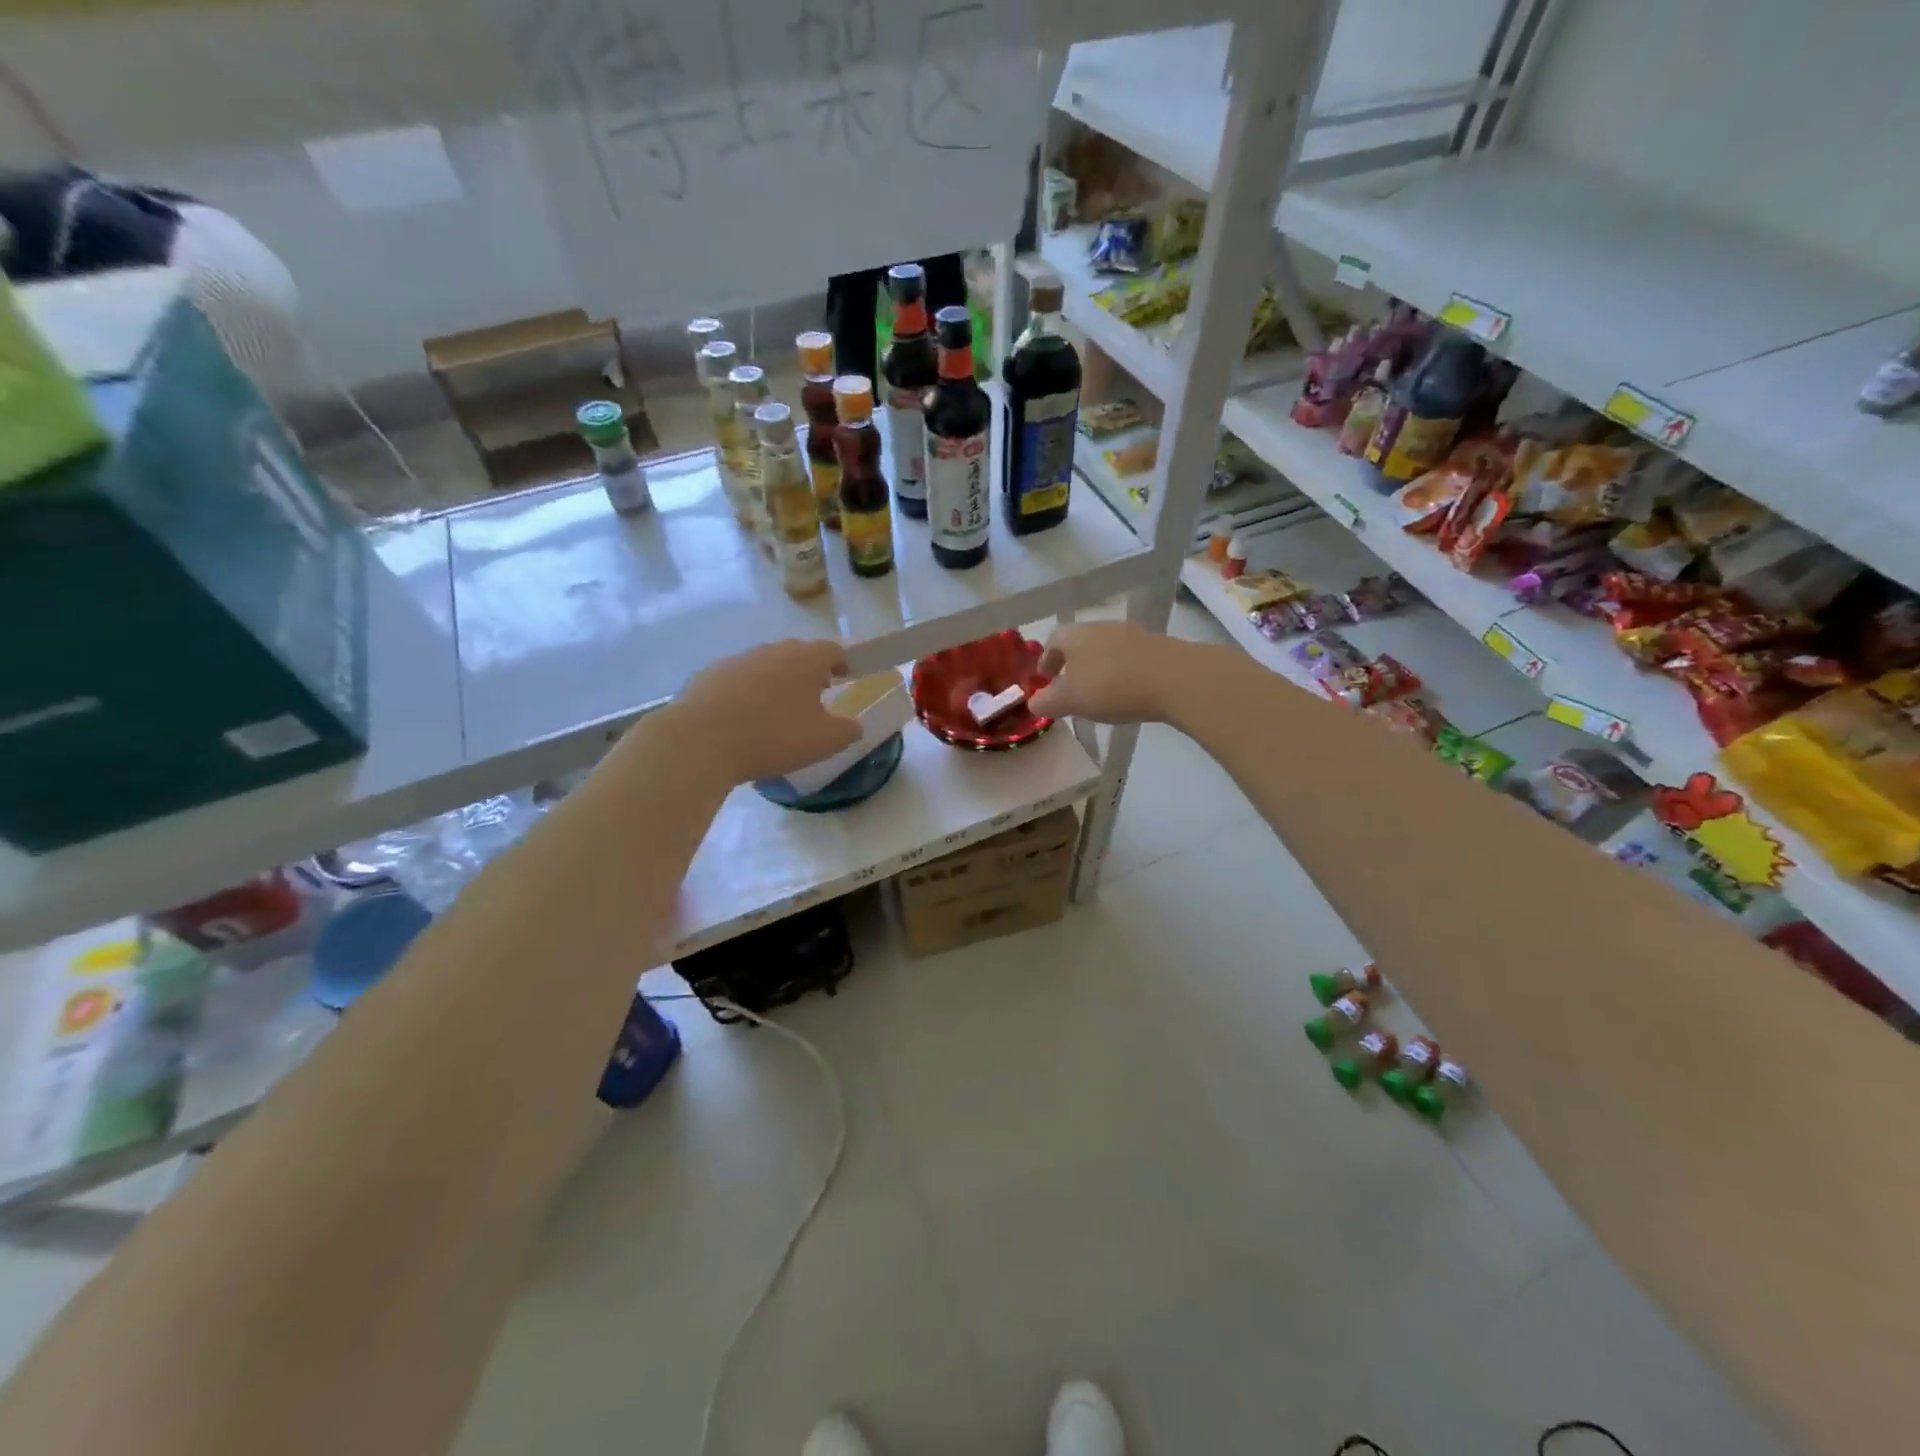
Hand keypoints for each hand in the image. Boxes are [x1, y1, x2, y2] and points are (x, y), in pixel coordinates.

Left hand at [670, 639, 861, 784]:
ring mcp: (737, 660)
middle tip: (814, 695)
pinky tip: (742, 718)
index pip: (832, 650)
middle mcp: (772, 650)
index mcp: (805, 660)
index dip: (842, 662)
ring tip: (777, 709)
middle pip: (797, 653)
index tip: (845, 677)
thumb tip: (855, 725)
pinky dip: (746, 692)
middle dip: (809, 671)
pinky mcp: (708, 675)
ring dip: (776, 681)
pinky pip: (737, 679)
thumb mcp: (823, 742)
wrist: (700, 741)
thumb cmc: (773, 737)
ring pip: (765, 665)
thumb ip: (847, 731)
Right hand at [1029, 621, 1204, 724]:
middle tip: (1070, 687)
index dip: (1046, 659)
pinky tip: (1127, 691)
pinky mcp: (1157, 646)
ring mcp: (1132, 633)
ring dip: (1098, 667)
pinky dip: (1122, 671)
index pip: (1053, 640)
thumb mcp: (1071, 700)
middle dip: (1072, 663)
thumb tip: (1033, 702)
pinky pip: (1130, 657)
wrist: (1175, 679)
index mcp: (1075, 634)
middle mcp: (1102, 627)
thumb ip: (1048, 702)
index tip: (1045, 678)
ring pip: (1106, 648)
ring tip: (1099, 692)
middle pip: (1080, 642)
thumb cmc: (1111, 686)